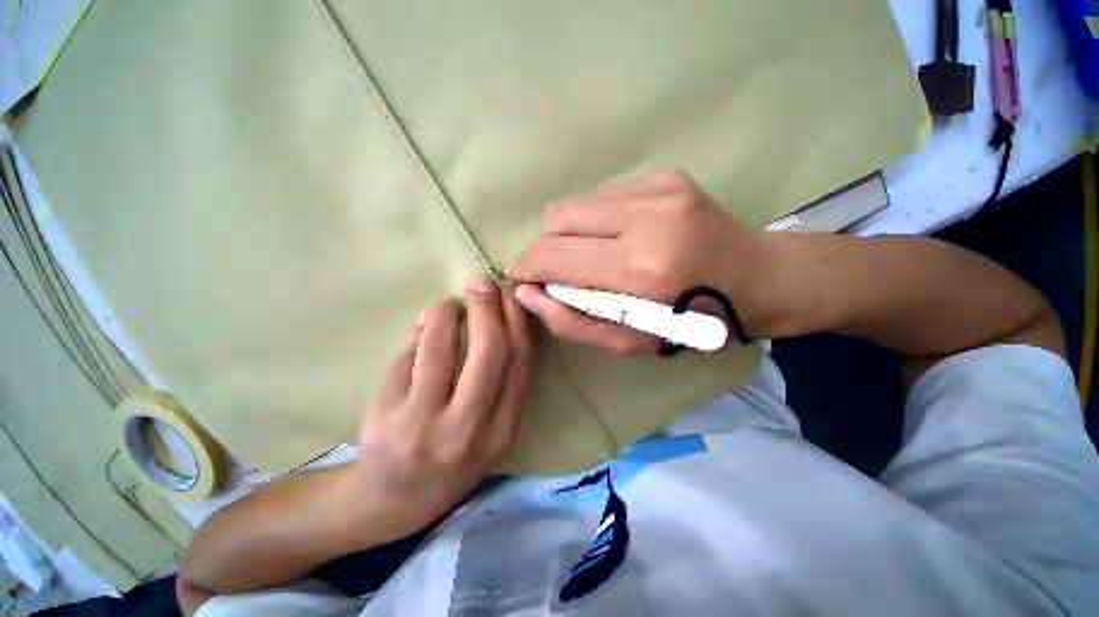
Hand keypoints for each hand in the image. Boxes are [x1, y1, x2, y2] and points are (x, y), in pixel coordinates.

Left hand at [350, 276, 536, 536]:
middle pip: (491, 351)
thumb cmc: (449, 457)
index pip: (522, 362)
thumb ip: (499, 380)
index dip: (519, 321)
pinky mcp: (390, 419)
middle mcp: (472, 428)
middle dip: (489, 308)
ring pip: (444, 349)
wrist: (392, 503)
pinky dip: (420, 332)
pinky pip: (411, 358)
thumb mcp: (489, 428)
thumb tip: (493, 319)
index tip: (514, 294)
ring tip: (447, 305)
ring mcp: (427, 425)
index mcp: (503, 428)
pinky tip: (422, 324)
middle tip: (482, 283)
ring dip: (447, 314)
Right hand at [507, 169, 779, 354]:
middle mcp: (647, 216)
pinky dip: (592, 222)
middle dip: (543, 248)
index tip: (523, 279)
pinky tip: (613, 239)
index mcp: (642, 267)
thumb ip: (571, 321)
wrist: (757, 277)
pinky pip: (600, 197)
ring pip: (574, 204)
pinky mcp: (663, 175)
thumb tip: (527, 292)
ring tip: (587, 257)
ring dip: (567, 234)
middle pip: (556, 219)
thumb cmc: (693, 324)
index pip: (554, 254)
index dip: (527, 266)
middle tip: (556, 273)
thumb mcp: (628, 342)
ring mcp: (658, 187)